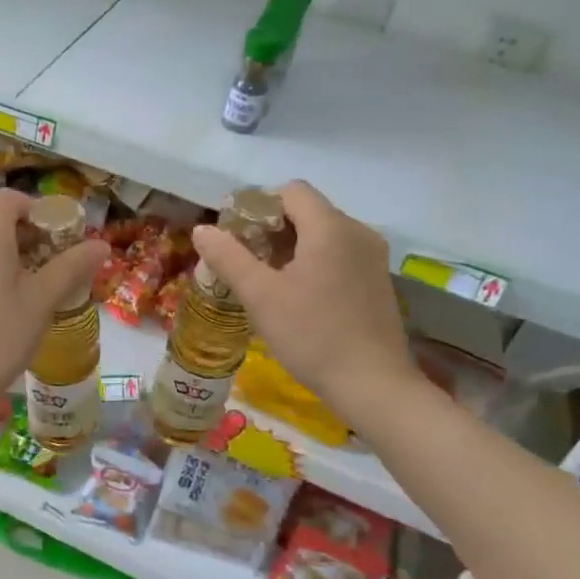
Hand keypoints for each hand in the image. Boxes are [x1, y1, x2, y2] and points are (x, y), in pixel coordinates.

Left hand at [0, 189, 108, 407]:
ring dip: (10, 257)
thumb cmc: (0, 333)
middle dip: (28, 236)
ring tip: (35, 288)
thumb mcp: (43, 300)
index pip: (8, 199)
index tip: (57, 234)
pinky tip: (6, 307)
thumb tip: (101, 244)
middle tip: (55, 264)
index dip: (35, 208)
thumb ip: (72, 267)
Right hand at [190, 181, 418, 424]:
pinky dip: (312, 261)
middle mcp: (357, 232)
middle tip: (242, 259)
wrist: (374, 386)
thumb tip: (202, 229)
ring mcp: (372, 257)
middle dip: (270, 228)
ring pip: (322, 234)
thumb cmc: (313, 336)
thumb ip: (228, 257)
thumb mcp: (260, 296)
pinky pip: (338, 254)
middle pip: (306, 211)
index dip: (258, 205)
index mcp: (331, 228)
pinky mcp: (377, 281)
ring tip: (264, 279)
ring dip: (290, 246)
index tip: (235, 234)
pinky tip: (295, 295)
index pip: (290, 191)